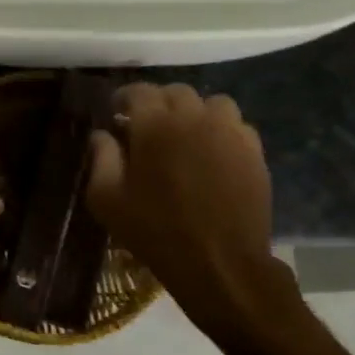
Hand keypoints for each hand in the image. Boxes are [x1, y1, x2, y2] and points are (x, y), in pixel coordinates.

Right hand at [85, 83, 296, 340]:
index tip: (116, 112)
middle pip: (176, 92)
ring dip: (194, 112)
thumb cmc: (154, 230)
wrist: (219, 263)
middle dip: (158, 102)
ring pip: (212, 103)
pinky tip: (211, 153)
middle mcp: (195, 118)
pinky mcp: (254, 152)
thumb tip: (102, 134)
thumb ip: (100, 159)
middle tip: (146, 126)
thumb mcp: (107, 200)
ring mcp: (229, 133)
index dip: (124, 97)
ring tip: (184, 135)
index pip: (139, 91)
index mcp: (155, 126)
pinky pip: (236, 125)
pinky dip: (220, 130)